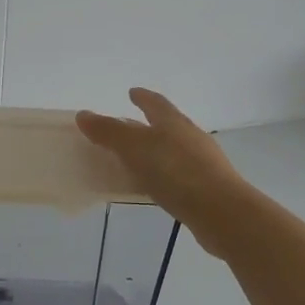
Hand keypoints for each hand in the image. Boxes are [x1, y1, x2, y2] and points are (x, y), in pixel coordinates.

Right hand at [76, 89, 246, 239]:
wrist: (221, 212)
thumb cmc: (176, 172)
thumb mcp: (135, 148)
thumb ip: (109, 132)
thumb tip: (83, 114)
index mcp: (174, 122)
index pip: (156, 103)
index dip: (143, 97)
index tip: (132, 92)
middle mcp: (191, 137)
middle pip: (168, 125)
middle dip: (149, 124)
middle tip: (129, 126)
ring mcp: (202, 163)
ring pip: (174, 150)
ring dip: (156, 151)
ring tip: (137, 158)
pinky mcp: (207, 189)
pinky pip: (178, 175)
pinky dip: (163, 174)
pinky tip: (154, 186)